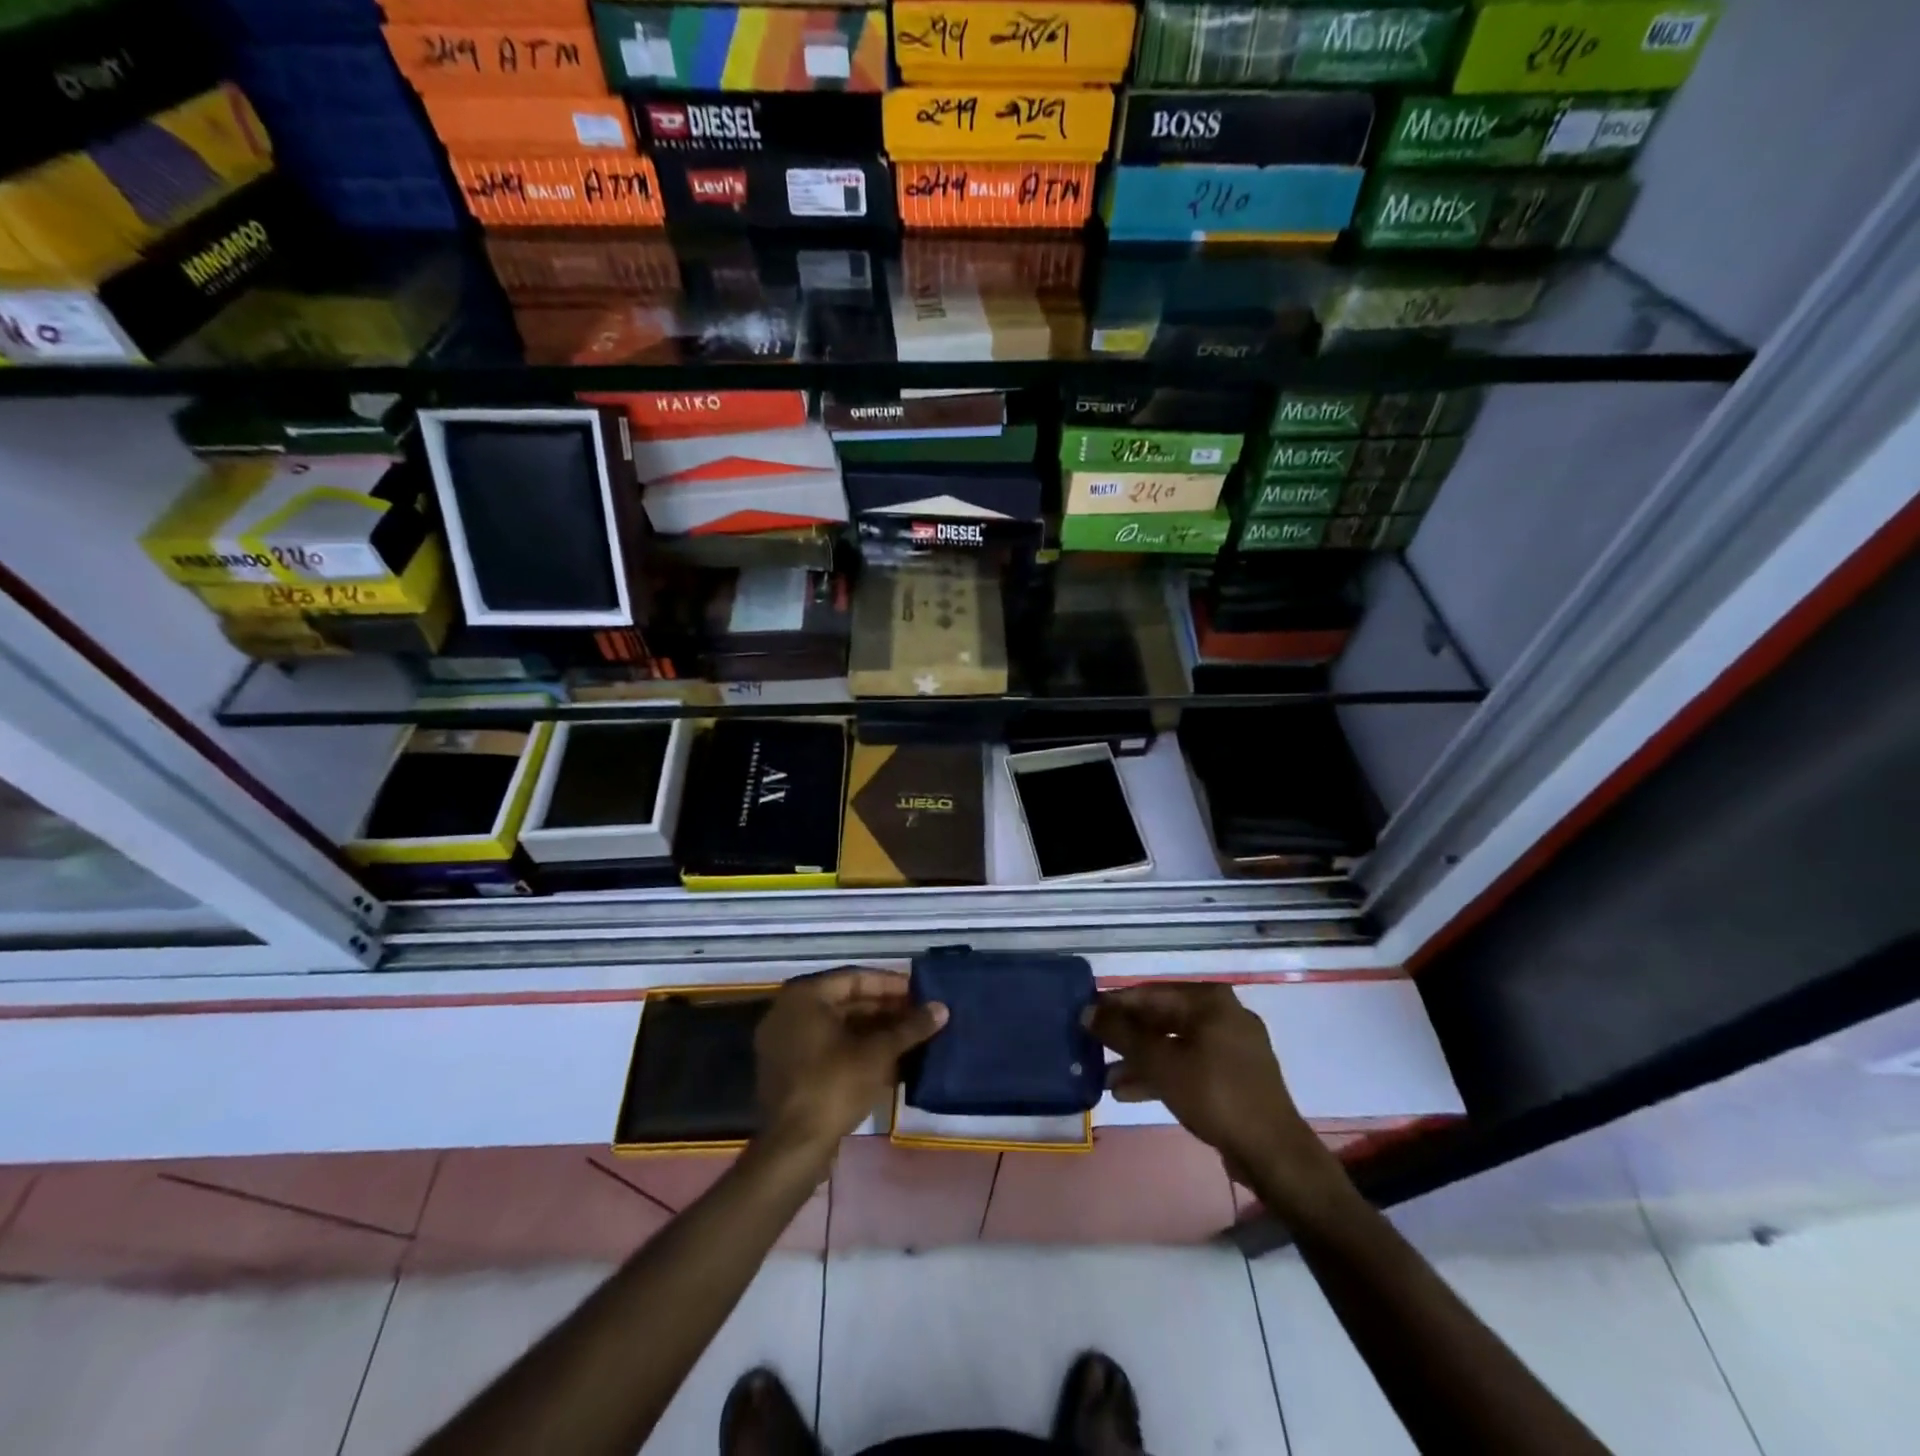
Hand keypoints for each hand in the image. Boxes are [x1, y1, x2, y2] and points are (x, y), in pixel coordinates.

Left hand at [755, 968, 946, 1165]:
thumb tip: (942, 1008)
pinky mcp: (790, 1070)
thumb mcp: (878, 1054)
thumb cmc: (834, 1086)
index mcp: (805, 997)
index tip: (920, 992)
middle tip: (919, 1015)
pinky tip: (891, 1059)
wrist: (793, 1147)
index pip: (855, 978)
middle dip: (885, 1010)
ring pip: (839, 1027)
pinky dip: (857, 1050)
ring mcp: (786, 1042)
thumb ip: (910, 1027)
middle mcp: (790, 1012)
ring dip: (875, 1031)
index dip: (890, 985)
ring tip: (911, 1036)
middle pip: (846, 1002)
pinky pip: (829, 1048)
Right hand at [1089, 982, 1332, 1187]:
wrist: (1273, 1153)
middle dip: (1126, 1037)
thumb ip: (1122, 1034)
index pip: (1150, 993)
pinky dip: (1162, 1074)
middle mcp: (1222, 1014)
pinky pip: (1189, 1064)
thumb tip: (1087, 1011)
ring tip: (1104, 1077)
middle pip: (1162, 1018)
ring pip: (1174, 1044)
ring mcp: (1231, 1046)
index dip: (1114, 1005)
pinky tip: (1129, 1092)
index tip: (1084, 1016)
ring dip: (1140, 1059)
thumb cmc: (1215, 1095)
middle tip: (1092, 1046)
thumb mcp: (1160, 1063)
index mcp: (1209, 1000)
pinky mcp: (1234, 1076)